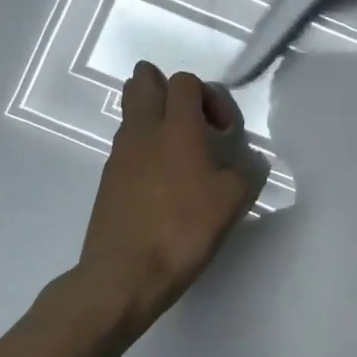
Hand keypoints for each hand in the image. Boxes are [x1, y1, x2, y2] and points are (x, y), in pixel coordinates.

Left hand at [76, 63, 266, 326]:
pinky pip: (126, 144)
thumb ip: (247, 173)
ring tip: (178, 149)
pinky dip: (144, 147)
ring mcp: (120, 154)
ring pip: (130, 112)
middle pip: (143, 82)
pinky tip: (163, 179)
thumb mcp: (233, 201)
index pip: (185, 81)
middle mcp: (143, 131)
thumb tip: (248, 165)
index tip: (222, 130)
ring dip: (153, 116)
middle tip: (190, 118)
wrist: (125, 274)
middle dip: (166, 87)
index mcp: (177, 127)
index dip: (208, 96)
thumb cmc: (184, 228)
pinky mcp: (108, 180)